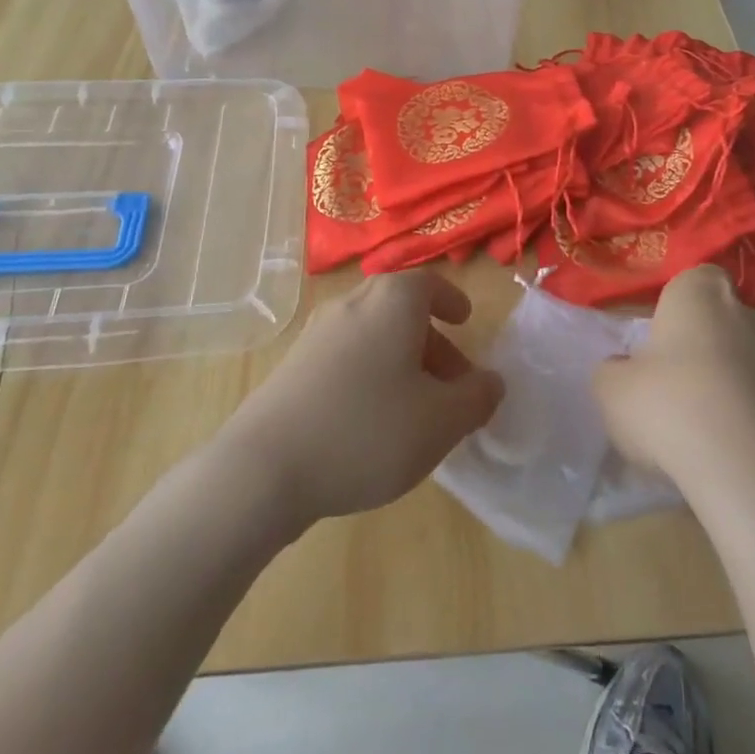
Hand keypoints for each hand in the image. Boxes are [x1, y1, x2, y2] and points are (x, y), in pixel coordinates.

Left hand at [219, 271, 503, 526]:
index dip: (450, 300)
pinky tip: (372, 424)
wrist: (264, 469)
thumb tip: (491, 382)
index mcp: (391, 302)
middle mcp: (351, 305)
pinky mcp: (291, 368)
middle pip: (400, 311)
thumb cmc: (367, 430)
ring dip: (401, 362)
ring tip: (417, 410)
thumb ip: (476, 398)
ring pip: (372, 336)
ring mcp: (315, 335)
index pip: (428, 284)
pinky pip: (344, 358)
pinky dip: (369, 375)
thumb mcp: (441, 421)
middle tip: (452, 382)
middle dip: (431, 341)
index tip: (465, 321)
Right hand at [591, 264, 754, 510]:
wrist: (745, 471)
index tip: (656, 332)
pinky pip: (753, 398)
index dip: (676, 302)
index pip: (695, 277)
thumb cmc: (668, 406)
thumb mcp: (611, 388)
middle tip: (666, 376)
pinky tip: (714, 446)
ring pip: (738, 359)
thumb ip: (613, 369)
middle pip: (718, 318)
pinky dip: (737, 413)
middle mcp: (743, 314)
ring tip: (688, 419)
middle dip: (697, 341)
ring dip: (718, 379)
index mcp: (700, 293)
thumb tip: (623, 368)